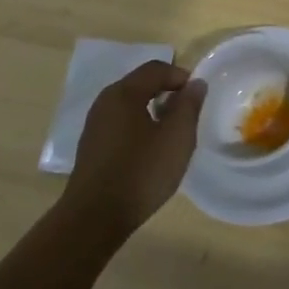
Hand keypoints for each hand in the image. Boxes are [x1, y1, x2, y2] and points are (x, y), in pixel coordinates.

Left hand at [58, 62, 206, 247]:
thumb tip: (195, 84)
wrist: (94, 219)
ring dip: (153, 110)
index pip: (156, 69)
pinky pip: (120, 124)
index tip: (197, 96)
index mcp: (124, 93)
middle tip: (187, 113)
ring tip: (171, 133)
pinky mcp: (92, 147)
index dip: (181, 76)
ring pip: (130, 105)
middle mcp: (105, 102)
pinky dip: (139, 126)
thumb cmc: (141, 172)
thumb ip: (189, 105)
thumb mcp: (177, 137)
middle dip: (167, 92)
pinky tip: (149, 151)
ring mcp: (95, 125)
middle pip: (141, 84)